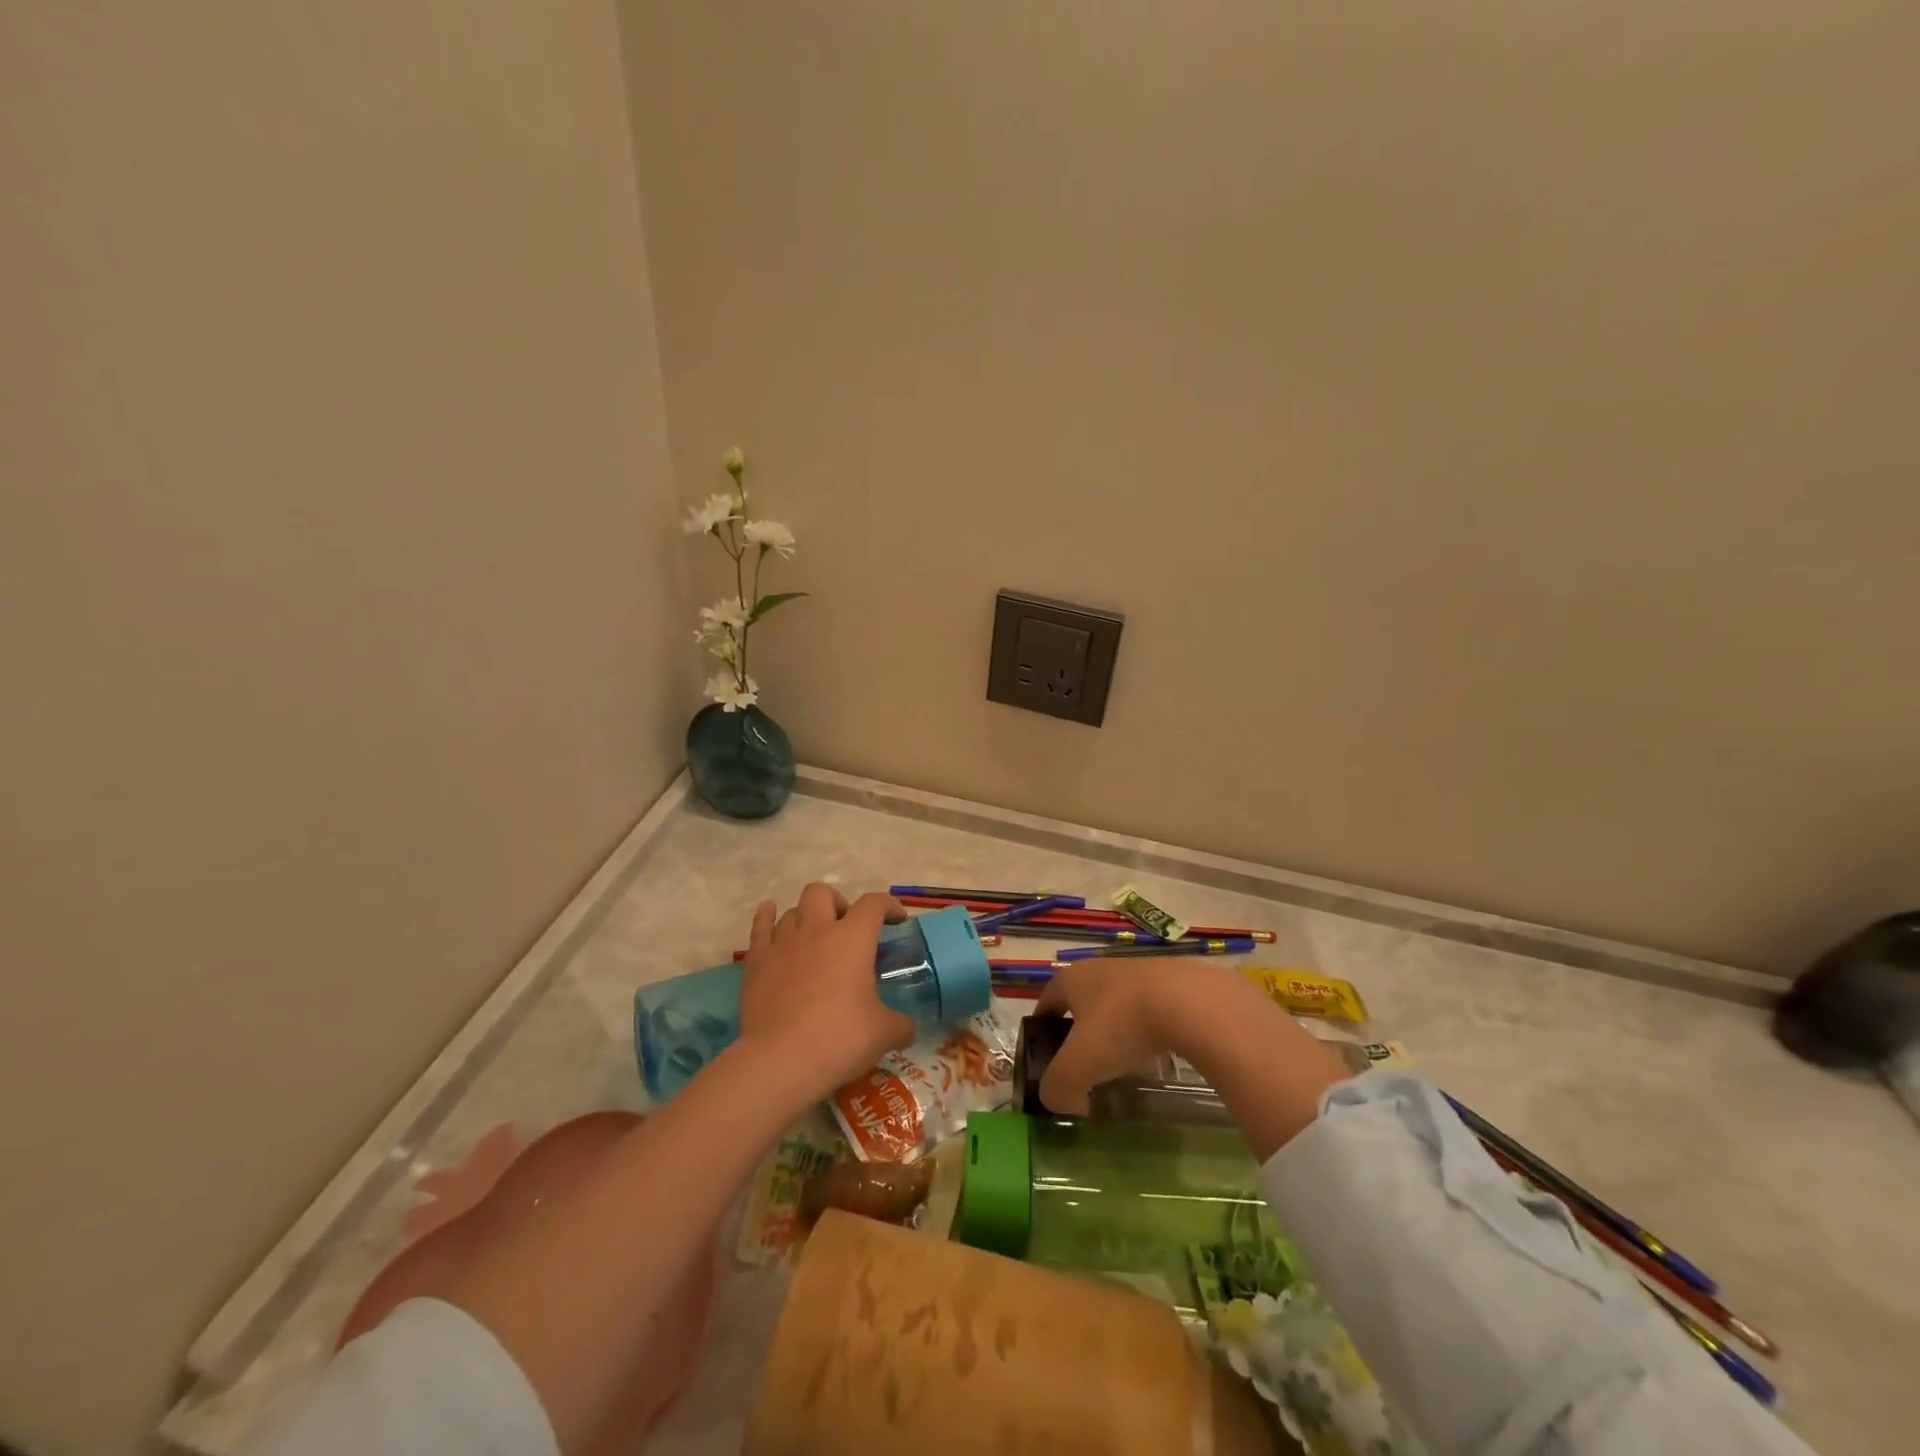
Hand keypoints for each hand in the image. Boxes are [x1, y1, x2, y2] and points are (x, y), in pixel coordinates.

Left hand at [736, 884, 916, 1102]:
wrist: (780, 1062)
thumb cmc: (839, 1039)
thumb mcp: (883, 1034)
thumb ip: (900, 1025)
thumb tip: (907, 1028)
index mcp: (852, 939)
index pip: (873, 904)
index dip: (889, 905)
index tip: (896, 919)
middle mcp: (816, 930)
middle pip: (823, 893)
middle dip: (837, 904)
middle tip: (846, 930)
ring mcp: (782, 943)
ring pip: (792, 911)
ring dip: (806, 919)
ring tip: (813, 939)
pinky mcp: (756, 962)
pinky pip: (760, 927)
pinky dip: (767, 919)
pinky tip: (770, 917)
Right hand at [1032, 960, 1255, 1113]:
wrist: (1190, 1002)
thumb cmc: (1122, 1026)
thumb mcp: (1079, 1066)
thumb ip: (1058, 1088)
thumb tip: (1064, 1101)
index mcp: (1072, 978)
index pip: (1047, 1001)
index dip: (1042, 1029)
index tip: (1046, 1057)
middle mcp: (1102, 968)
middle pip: (1082, 1002)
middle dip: (1081, 1033)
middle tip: (1086, 1066)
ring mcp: (1139, 971)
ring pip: (1118, 1005)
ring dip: (1117, 1031)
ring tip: (1125, 1064)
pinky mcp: (1173, 982)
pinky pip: (1150, 1009)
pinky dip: (1147, 1031)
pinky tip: (1158, 1054)